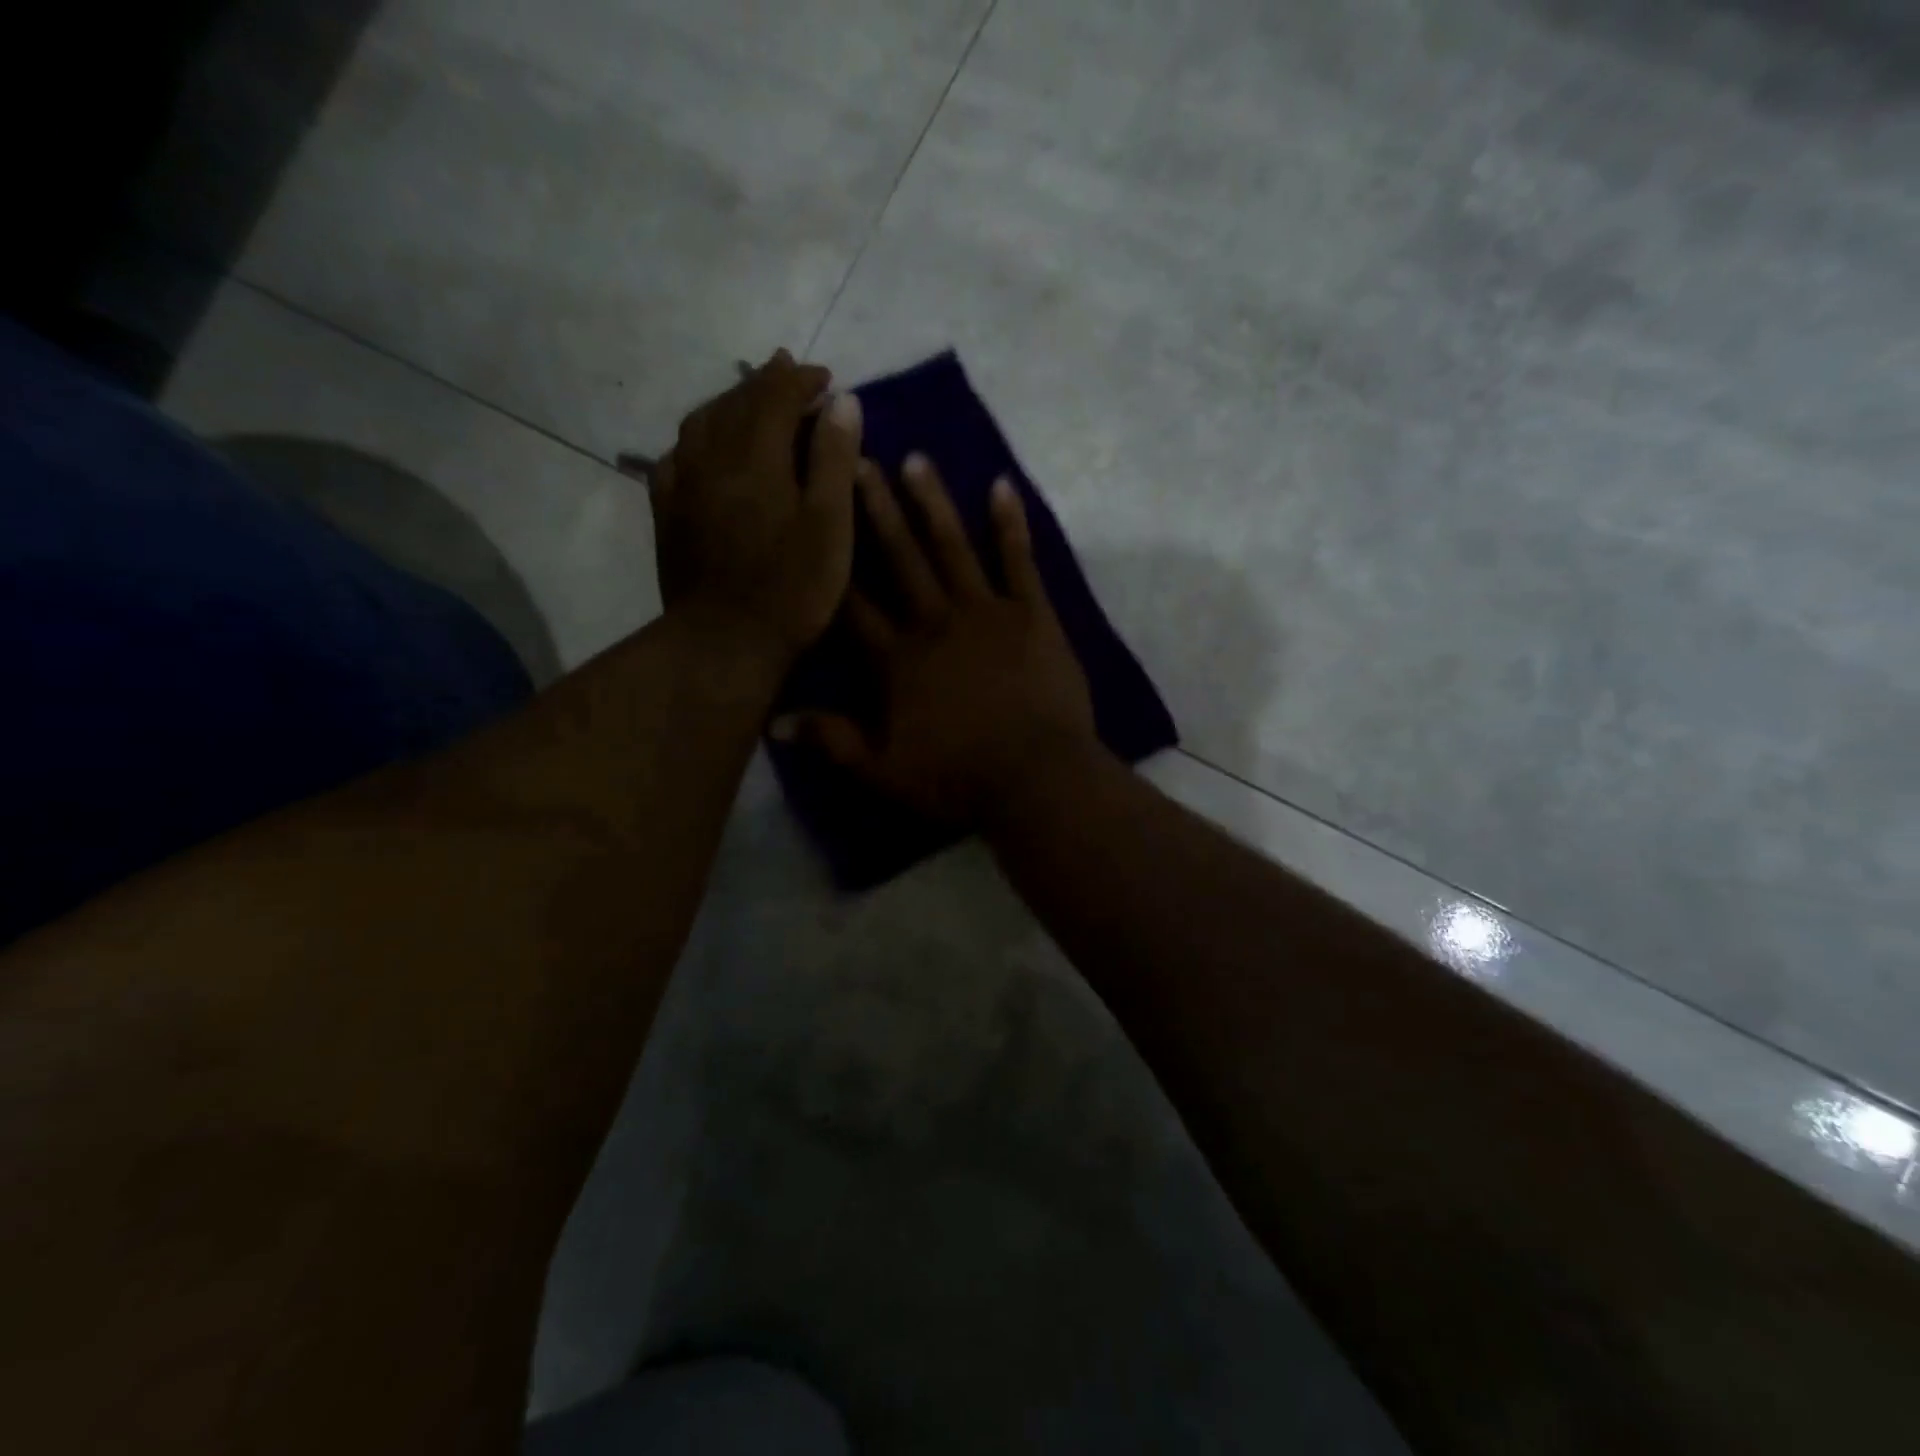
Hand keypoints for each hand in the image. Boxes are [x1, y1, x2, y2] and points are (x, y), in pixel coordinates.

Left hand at [650, 350, 862, 653]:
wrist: (724, 642)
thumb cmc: (791, 588)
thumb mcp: (830, 526)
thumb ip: (834, 459)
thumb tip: (842, 401)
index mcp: (756, 456)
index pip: (777, 396)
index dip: (803, 381)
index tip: (827, 379)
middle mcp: (711, 457)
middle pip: (736, 401)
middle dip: (766, 383)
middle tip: (789, 373)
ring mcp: (682, 484)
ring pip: (702, 423)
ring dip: (730, 402)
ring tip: (750, 399)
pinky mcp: (667, 514)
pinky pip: (677, 457)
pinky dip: (697, 440)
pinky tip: (704, 448)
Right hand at [773, 453, 1099, 824]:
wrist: (1036, 779)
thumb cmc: (958, 779)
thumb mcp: (883, 771)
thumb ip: (831, 740)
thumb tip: (772, 721)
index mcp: (896, 660)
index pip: (853, 604)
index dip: (831, 562)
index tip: (813, 519)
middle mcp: (934, 622)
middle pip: (899, 559)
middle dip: (875, 511)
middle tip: (856, 459)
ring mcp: (986, 612)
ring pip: (952, 547)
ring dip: (932, 502)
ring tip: (915, 459)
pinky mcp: (1033, 615)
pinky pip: (1019, 561)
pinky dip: (1010, 523)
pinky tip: (1001, 485)